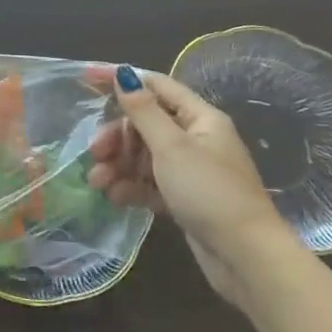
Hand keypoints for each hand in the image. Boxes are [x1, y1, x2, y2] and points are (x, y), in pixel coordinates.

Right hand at [89, 67, 297, 305]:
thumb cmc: (209, 192)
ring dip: (118, 165)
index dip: (120, 80)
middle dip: (116, 136)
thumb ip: (143, 110)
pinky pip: (150, 183)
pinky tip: (115, 197)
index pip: (155, 86)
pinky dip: (131, 187)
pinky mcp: (184, 199)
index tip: (85, 78)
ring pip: (144, 156)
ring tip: (98, 182)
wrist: (246, 258)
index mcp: (199, 118)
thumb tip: (123, 73)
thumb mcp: (171, 147)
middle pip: (145, 124)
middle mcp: (196, 139)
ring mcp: (190, 171)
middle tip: (95, 151)